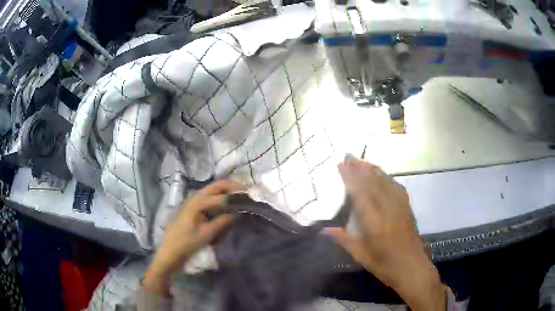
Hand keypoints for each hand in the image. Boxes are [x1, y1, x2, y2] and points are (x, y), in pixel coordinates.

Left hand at [143, 179, 243, 294]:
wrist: (170, 252)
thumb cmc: (187, 243)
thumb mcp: (206, 234)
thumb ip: (222, 221)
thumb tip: (237, 213)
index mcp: (197, 203)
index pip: (220, 197)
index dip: (234, 196)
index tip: (248, 196)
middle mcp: (193, 199)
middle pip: (213, 187)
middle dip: (229, 186)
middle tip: (245, 188)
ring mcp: (190, 203)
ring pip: (209, 191)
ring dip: (223, 190)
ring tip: (237, 193)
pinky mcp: (190, 209)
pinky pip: (205, 199)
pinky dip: (216, 197)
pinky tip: (223, 203)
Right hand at [326, 155, 445, 310]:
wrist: (411, 267)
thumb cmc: (384, 264)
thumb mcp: (360, 255)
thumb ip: (343, 239)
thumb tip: (325, 229)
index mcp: (374, 221)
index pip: (360, 192)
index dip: (351, 176)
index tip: (341, 165)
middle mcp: (388, 208)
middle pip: (373, 181)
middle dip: (360, 167)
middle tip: (349, 155)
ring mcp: (400, 206)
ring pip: (385, 180)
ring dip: (373, 169)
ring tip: (362, 161)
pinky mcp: (407, 207)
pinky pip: (395, 185)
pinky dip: (385, 177)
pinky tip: (381, 175)